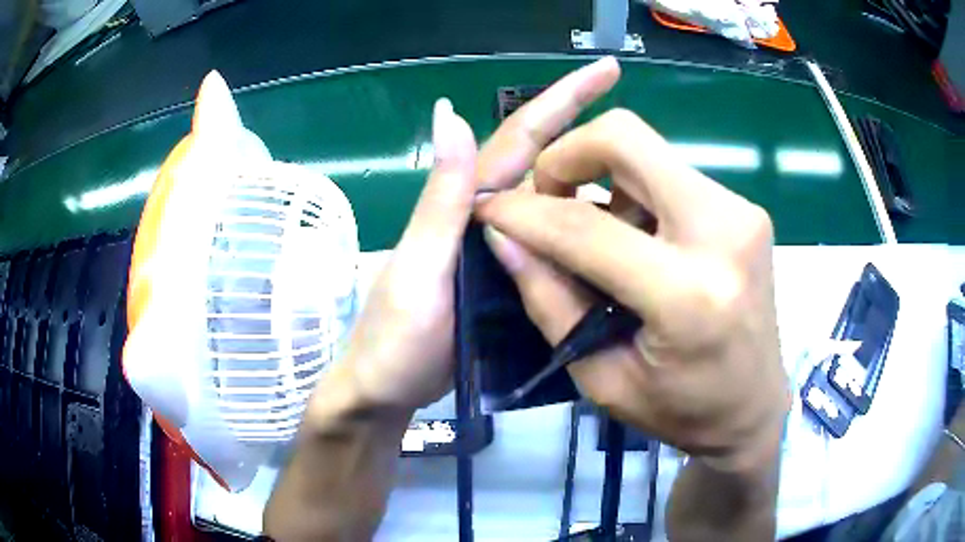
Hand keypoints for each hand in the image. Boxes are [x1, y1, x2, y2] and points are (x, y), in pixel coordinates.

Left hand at [335, 58, 621, 412]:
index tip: (607, 70)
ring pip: (559, 209)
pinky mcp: (512, 283)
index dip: (564, 100)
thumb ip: (439, 200)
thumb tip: (448, 110)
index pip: (521, 137)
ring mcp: (503, 251)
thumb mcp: (417, 268)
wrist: (390, 391)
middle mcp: (488, 217)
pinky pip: (558, 251)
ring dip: (602, 192)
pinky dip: (588, 239)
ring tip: (651, 189)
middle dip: (597, 141)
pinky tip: (622, 240)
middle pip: (549, 166)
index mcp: (468, 203)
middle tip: (648, 140)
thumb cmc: (395, 339)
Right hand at [475, 108, 790, 469]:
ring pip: (648, 150)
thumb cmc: (681, 410)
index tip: (488, 207)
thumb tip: (503, 234)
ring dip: (604, 177)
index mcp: (688, 296)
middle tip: (549, 198)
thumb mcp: (601, 377)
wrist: (754, 407)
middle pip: (626, 138)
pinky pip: (672, 172)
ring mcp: (741, 212)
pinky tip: (638, 238)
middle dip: (568, 156)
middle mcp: (724, 234)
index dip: (523, 211)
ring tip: (599, 234)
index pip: (584, 228)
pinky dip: (636, 191)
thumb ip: (550, 300)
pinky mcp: (745, 208)